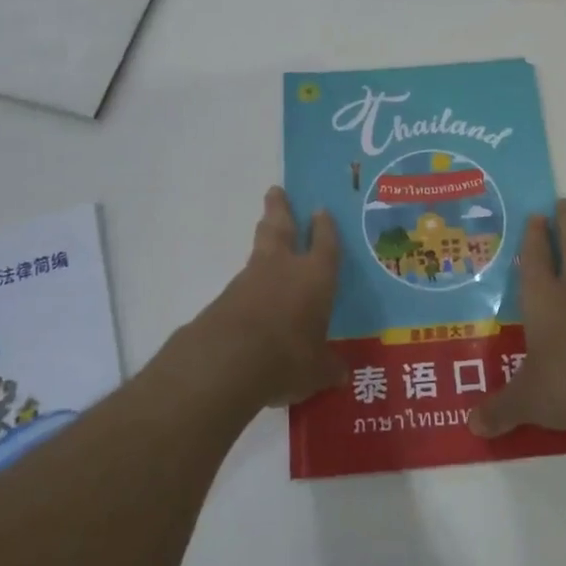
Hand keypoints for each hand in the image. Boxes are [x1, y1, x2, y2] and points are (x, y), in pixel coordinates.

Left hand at [192, 186, 345, 407]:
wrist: (227, 360)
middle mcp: (284, 268)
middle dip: (280, 209)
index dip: (325, 228)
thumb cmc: (287, 357)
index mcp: (316, 277)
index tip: (321, 210)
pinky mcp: (225, 297)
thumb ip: (328, 368)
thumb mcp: (316, 370)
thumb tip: (340, 374)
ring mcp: (250, 279)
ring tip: (265, 227)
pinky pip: (243, 281)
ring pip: (259, 248)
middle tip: (275, 190)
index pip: (325, 244)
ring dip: (263, 236)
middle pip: (281, 228)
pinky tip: (251, 291)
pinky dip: (249, 280)